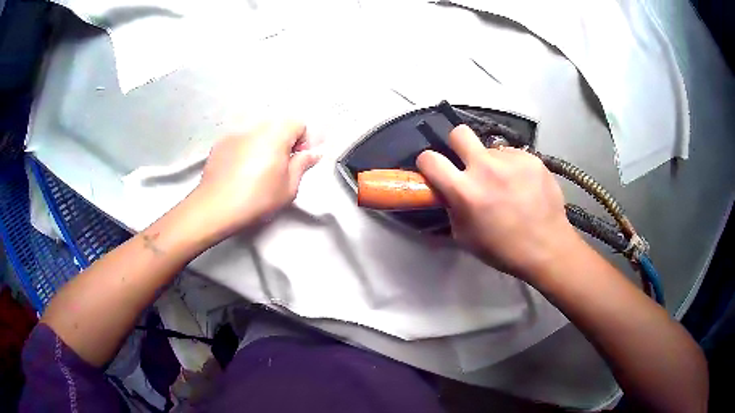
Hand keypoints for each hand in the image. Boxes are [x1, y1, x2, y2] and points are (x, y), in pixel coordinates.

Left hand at [193, 121, 320, 239]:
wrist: (215, 207)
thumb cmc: (256, 198)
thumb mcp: (289, 187)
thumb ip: (303, 165)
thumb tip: (313, 153)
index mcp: (276, 134)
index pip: (298, 124)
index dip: (303, 141)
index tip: (299, 160)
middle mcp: (255, 127)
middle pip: (277, 127)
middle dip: (283, 143)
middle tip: (280, 168)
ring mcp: (234, 133)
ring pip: (257, 134)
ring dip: (263, 146)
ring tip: (258, 170)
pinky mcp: (220, 144)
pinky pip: (240, 141)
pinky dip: (245, 150)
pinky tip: (240, 171)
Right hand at [417, 125, 579, 280]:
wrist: (547, 248)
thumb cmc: (503, 249)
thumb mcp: (465, 236)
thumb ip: (452, 208)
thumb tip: (448, 191)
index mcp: (465, 191)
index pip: (429, 159)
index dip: (427, 163)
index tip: (434, 170)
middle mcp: (486, 168)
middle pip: (459, 133)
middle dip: (457, 145)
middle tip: (467, 163)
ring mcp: (511, 160)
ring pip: (491, 149)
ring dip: (491, 163)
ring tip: (506, 184)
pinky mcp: (531, 158)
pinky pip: (513, 155)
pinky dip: (512, 167)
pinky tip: (523, 185)